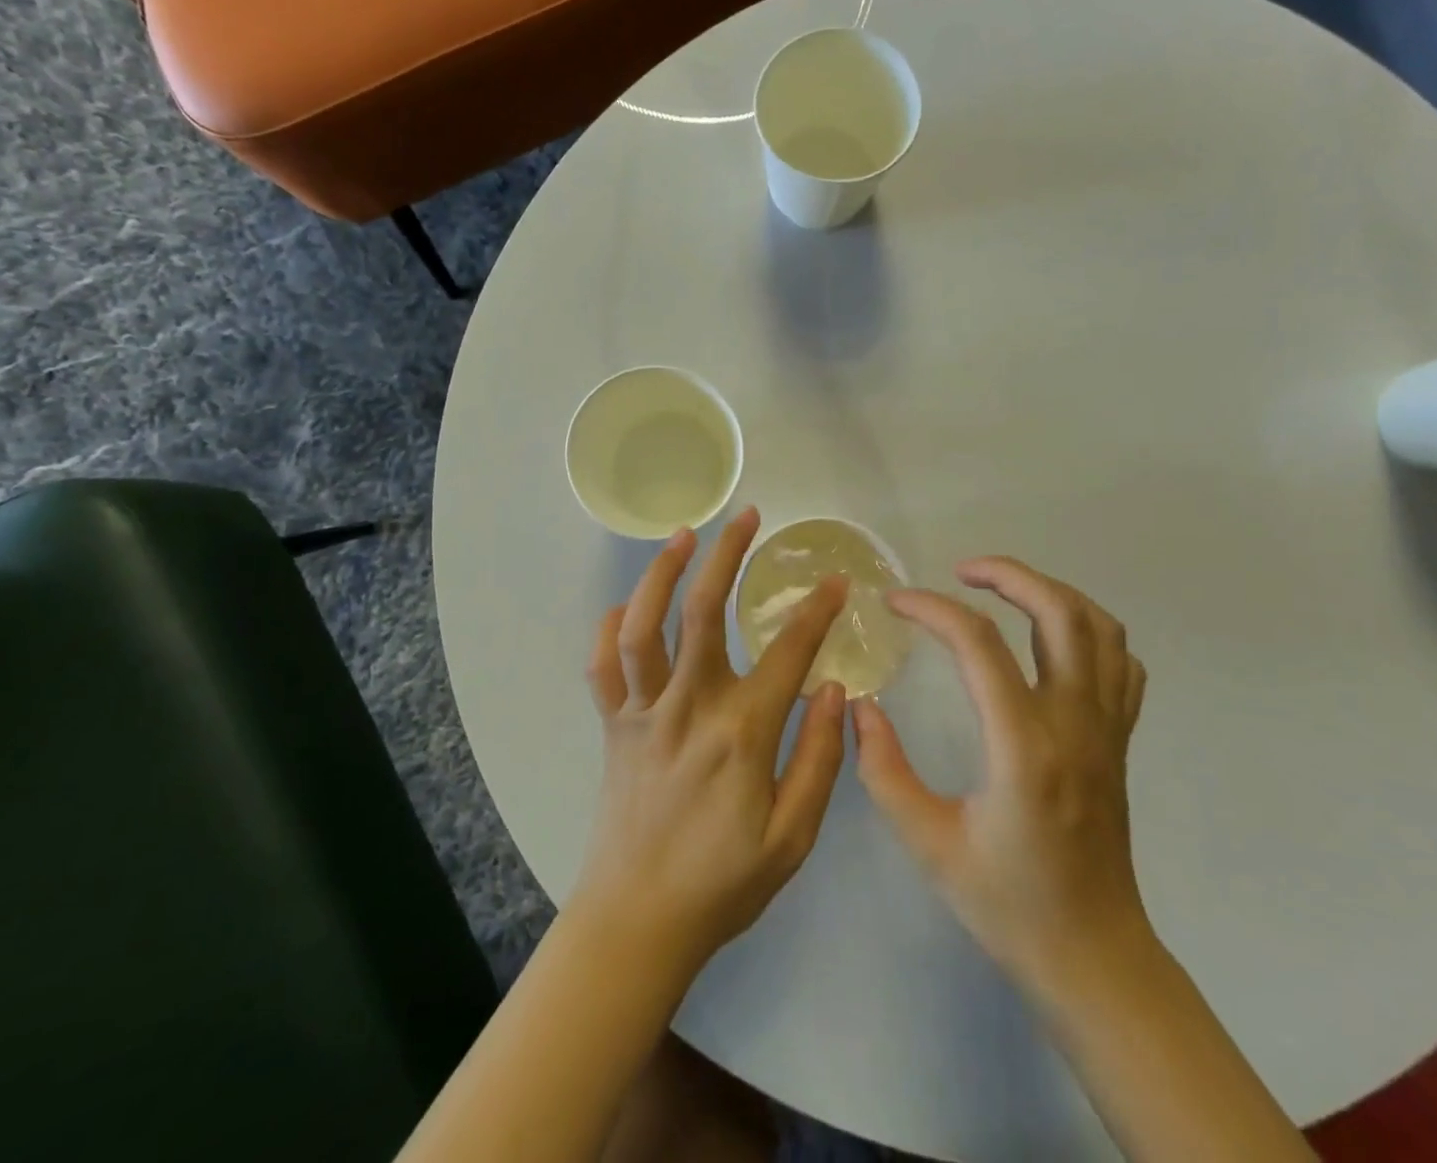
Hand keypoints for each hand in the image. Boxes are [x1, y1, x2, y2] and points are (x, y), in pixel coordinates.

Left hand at [574, 507, 849, 975]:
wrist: (638, 921)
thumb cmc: (723, 883)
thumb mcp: (792, 838)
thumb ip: (818, 760)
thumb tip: (835, 689)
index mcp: (741, 732)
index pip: (788, 653)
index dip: (815, 610)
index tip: (834, 579)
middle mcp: (688, 706)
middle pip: (704, 612)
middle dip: (727, 555)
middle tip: (746, 516)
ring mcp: (643, 712)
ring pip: (643, 625)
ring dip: (660, 574)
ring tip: (682, 534)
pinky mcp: (613, 725)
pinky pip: (601, 666)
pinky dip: (608, 629)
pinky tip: (624, 607)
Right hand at [853, 557, 1149, 1002]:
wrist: (1094, 958)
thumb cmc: (1007, 904)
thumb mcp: (927, 843)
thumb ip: (883, 770)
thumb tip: (861, 708)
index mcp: (1024, 747)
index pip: (979, 644)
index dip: (931, 608)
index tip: (894, 601)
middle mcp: (1075, 724)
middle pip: (1059, 613)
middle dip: (1008, 575)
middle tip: (961, 572)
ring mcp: (1107, 730)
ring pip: (1100, 628)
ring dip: (1051, 593)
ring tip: (1003, 593)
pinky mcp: (1119, 742)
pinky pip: (1120, 664)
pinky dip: (1088, 631)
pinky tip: (1049, 641)